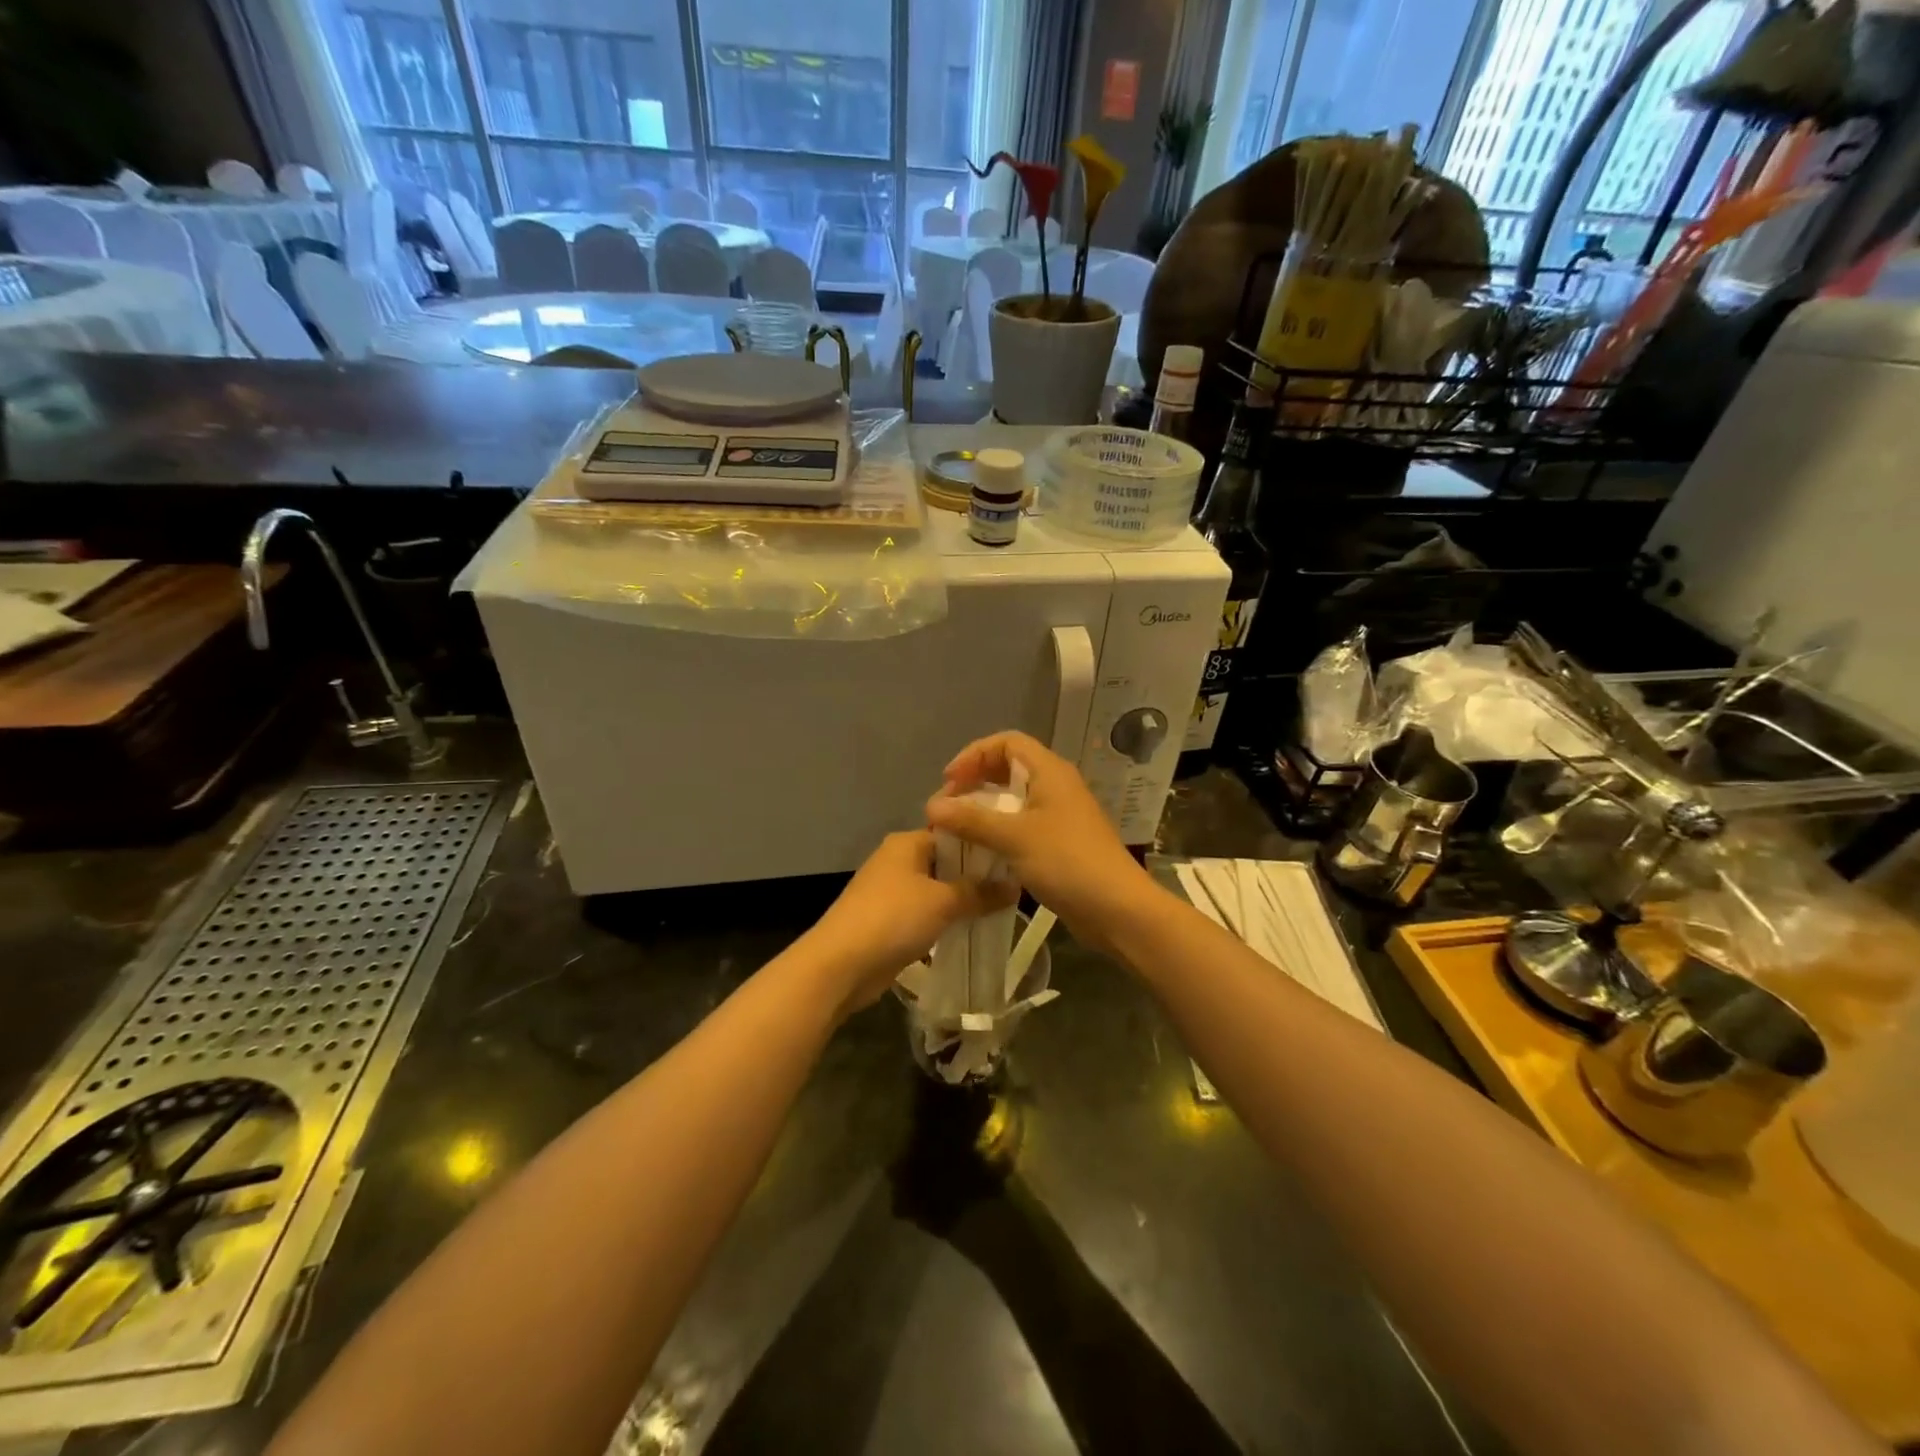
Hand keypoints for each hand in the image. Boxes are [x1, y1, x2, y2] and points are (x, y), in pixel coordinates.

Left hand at [803, 830, 1015, 1016]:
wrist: (840, 965)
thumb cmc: (892, 919)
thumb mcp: (943, 902)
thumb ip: (980, 892)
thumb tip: (1016, 885)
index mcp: (906, 842)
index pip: (953, 832)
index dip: (983, 844)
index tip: (1015, 856)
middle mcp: (898, 860)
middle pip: (946, 862)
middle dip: (976, 875)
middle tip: (1014, 885)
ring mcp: (891, 891)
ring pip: (937, 889)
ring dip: (962, 900)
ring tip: (1001, 908)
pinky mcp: (889, 920)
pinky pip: (926, 913)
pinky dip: (945, 919)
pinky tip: (972, 929)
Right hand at [926, 731, 1151, 947]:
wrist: (1116, 908)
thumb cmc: (1067, 861)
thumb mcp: (1014, 837)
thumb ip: (971, 819)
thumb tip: (931, 806)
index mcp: (1050, 772)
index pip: (1007, 742)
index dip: (974, 754)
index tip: (950, 781)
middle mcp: (1056, 786)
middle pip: (1009, 768)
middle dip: (975, 782)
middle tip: (949, 807)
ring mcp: (1059, 815)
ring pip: (1014, 799)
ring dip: (984, 809)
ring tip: (958, 829)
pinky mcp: (1060, 842)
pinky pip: (1022, 825)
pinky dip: (999, 831)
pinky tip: (981, 851)